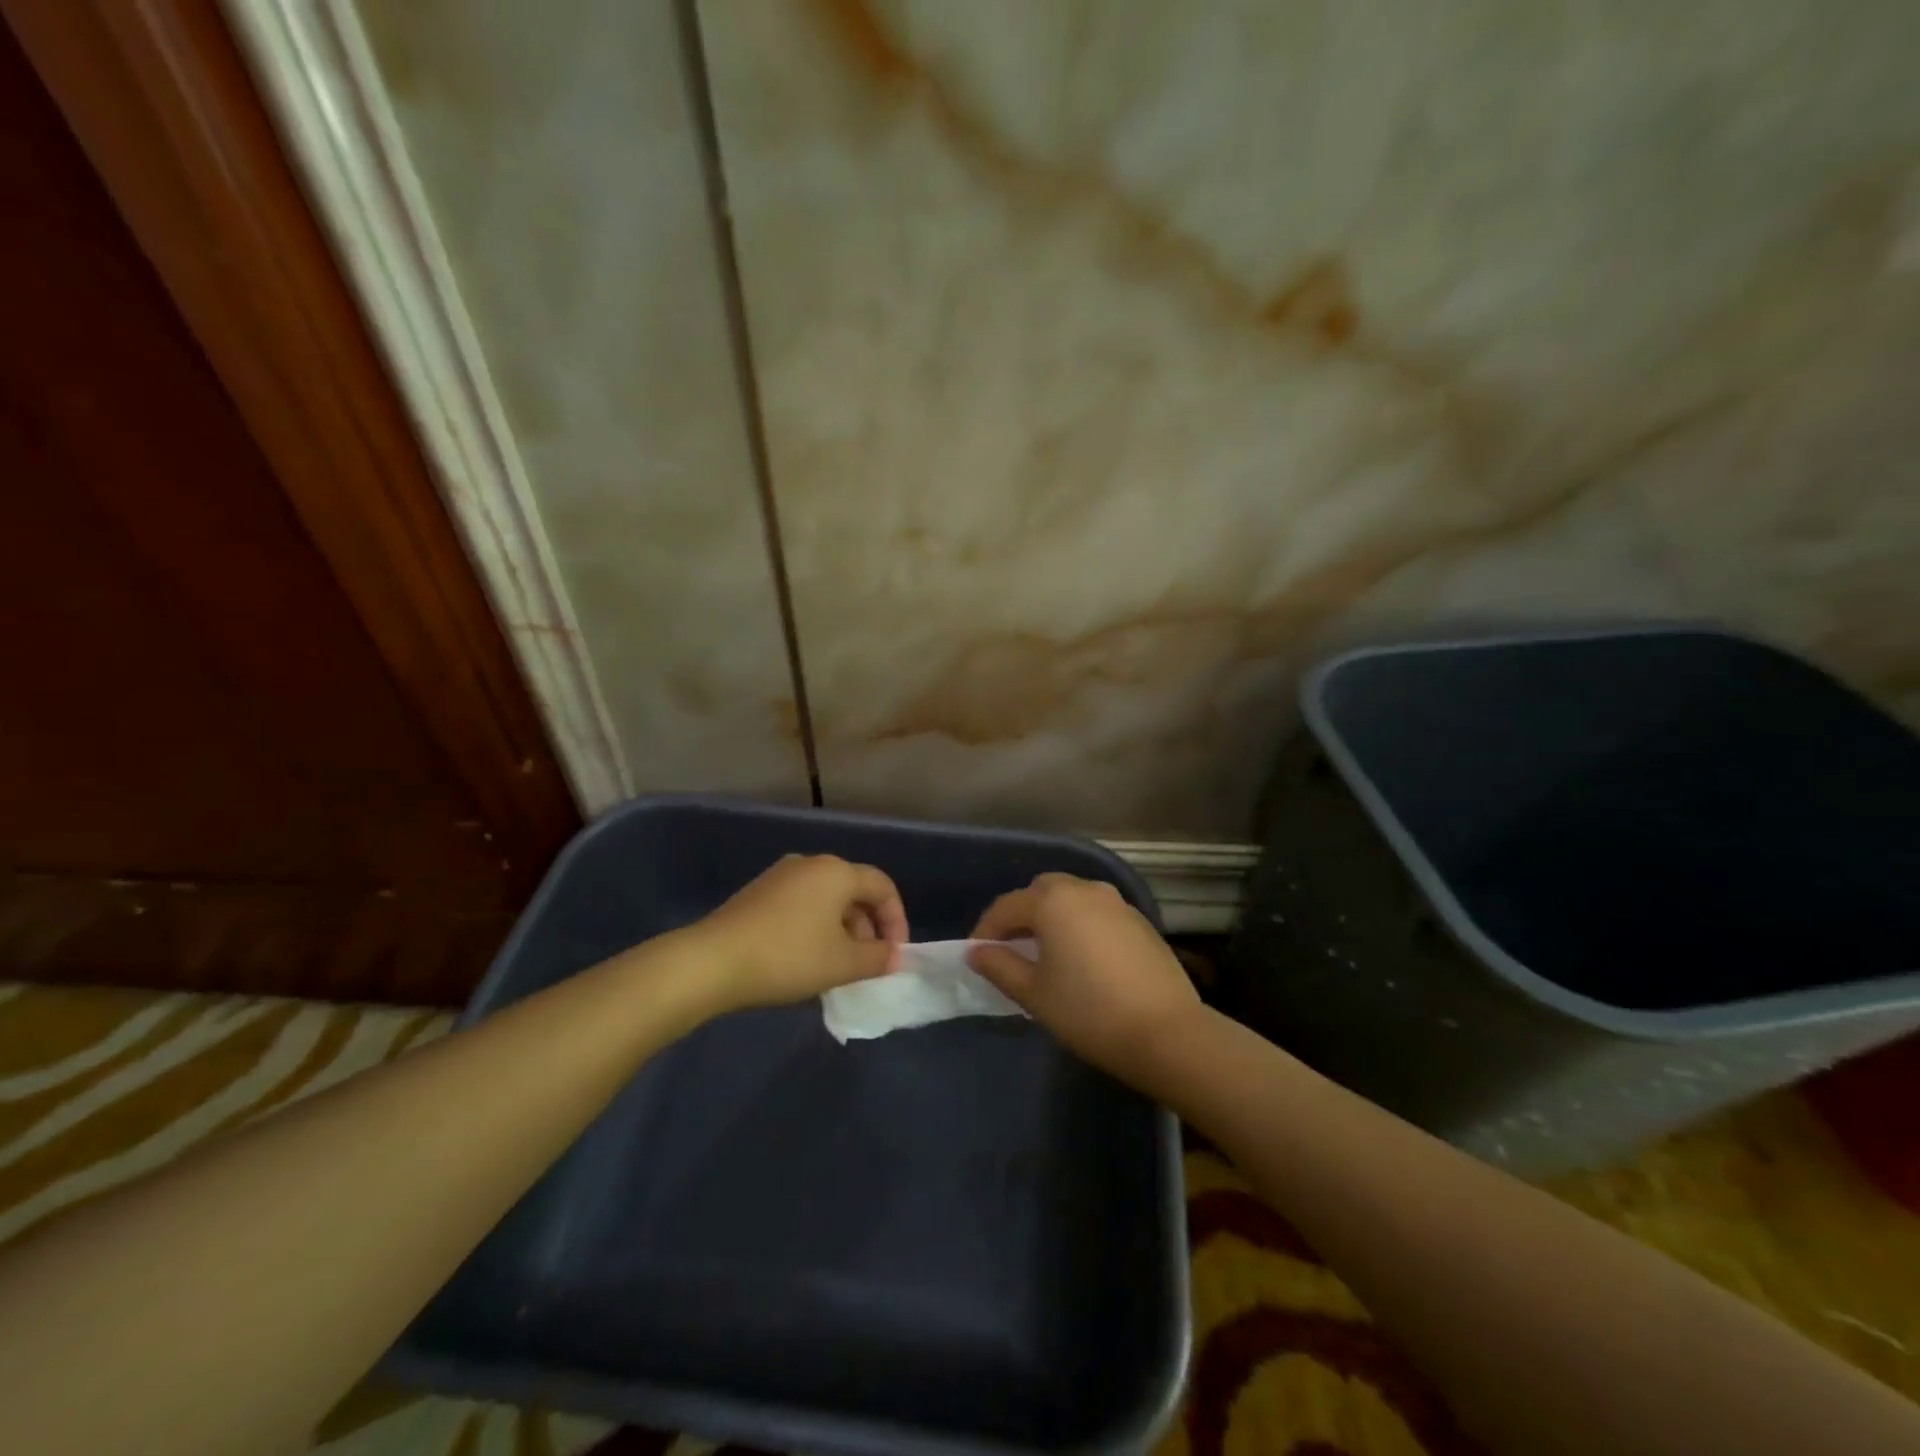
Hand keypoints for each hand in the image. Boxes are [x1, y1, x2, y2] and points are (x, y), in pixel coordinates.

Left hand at [695, 854, 907, 1011]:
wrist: (712, 961)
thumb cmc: (788, 956)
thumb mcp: (842, 964)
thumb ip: (877, 958)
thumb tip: (894, 955)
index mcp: (836, 872)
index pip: (882, 887)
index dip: (896, 920)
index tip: (894, 955)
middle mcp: (811, 864)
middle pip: (854, 890)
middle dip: (868, 927)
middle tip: (867, 963)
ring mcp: (780, 876)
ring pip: (827, 899)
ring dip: (842, 929)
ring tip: (837, 965)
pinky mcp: (758, 893)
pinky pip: (801, 904)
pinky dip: (815, 927)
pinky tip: (805, 958)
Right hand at [967, 872, 1201, 1085]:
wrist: (1166, 1032)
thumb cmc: (1088, 1011)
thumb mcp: (1034, 994)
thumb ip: (999, 966)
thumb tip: (976, 952)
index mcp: (1053, 901)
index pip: (1007, 906)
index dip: (986, 930)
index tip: (976, 955)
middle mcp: (1085, 889)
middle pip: (1041, 891)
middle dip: (1021, 915)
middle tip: (1010, 949)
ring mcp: (1117, 903)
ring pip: (1072, 898)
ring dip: (1053, 917)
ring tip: (1046, 953)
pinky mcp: (1139, 921)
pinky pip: (1097, 913)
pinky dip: (1081, 925)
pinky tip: (1083, 959)